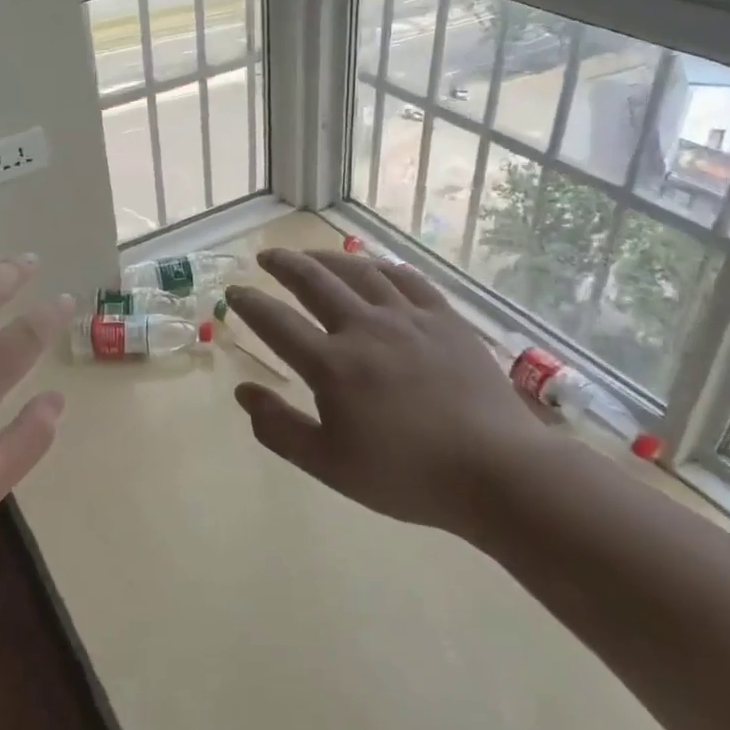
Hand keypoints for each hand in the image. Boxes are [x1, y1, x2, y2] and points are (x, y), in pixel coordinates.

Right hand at [223, 247, 557, 543]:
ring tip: (310, 254)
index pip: (277, 323)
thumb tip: (243, 391)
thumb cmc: (406, 475)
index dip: (250, 304)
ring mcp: (408, 318)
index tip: (233, 291)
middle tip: (266, 255)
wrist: (496, 471)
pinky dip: (382, 267)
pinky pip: (408, 279)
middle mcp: (365, 328)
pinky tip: (374, 266)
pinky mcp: (445, 319)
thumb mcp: (329, 464)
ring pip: (360, 272)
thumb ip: (279, 428)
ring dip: (328, 258)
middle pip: (315, 282)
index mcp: (332, 365)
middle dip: (284, 265)